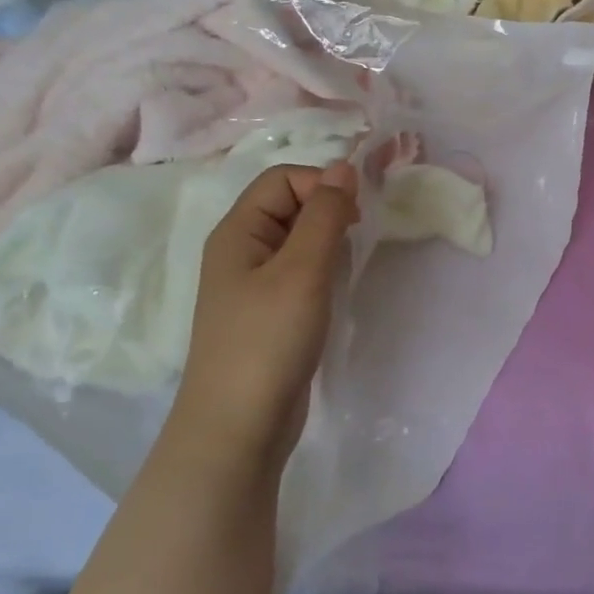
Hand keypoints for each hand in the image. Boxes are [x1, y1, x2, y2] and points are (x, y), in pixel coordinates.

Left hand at [175, 161, 360, 469]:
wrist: (239, 426)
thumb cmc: (268, 340)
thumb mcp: (302, 270)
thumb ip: (324, 215)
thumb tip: (343, 167)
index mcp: (238, 231)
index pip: (283, 179)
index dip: (321, 185)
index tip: (354, 217)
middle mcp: (241, 249)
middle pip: (288, 204)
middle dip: (327, 211)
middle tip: (355, 241)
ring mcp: (253, 282)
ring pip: (297, 238)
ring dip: (328, 241)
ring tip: (346, 266)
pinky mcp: (269, 311)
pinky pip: (299, 269)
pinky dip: (323, 268)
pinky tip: (336, 289)